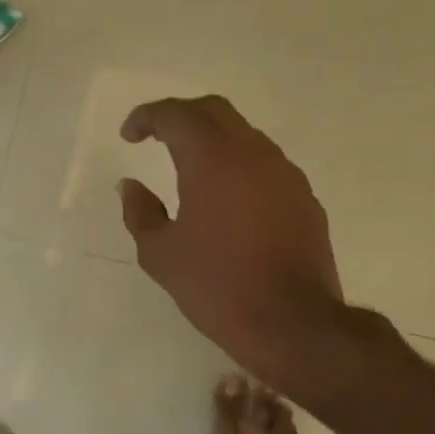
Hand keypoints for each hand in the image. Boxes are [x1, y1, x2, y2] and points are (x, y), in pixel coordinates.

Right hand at [117, 96, 344, 380]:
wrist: (291, 322)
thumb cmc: (216, 285)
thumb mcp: (160, 254)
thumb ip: (140, 212)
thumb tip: (130, 185)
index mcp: (212, 159)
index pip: (176, 115)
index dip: (148, 116)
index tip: (129, 135)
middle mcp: (253, 153)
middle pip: (215, 111)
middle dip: (181, 116)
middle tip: (157, 137)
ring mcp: (286, 174)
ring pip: (245, 136)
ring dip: (214, 141)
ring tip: (190, 170)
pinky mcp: (305, 199)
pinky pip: (266, 166)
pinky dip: (239, 168)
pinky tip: (227, 201)